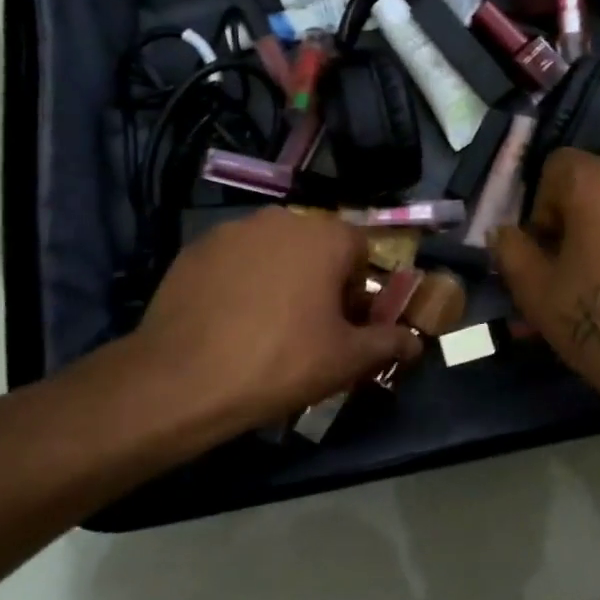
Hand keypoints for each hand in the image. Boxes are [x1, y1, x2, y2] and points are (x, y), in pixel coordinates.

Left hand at [124, 208, 419, 444]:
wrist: (183, 379)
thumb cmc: (280, 362)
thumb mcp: (345, 360)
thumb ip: (388, 343)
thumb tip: (415, 341)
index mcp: (324, 236)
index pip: (360, 250)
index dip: (358, 288)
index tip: (345, 324)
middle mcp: (281, 219)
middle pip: (316, 246)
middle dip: (320, 280)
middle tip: (309, 328)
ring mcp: (233, 230)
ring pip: (274, 251)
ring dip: (280, 277)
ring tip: (265, 325)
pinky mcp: (196, 247)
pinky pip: (235, 260)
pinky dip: (241, 281)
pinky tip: (229, 319)